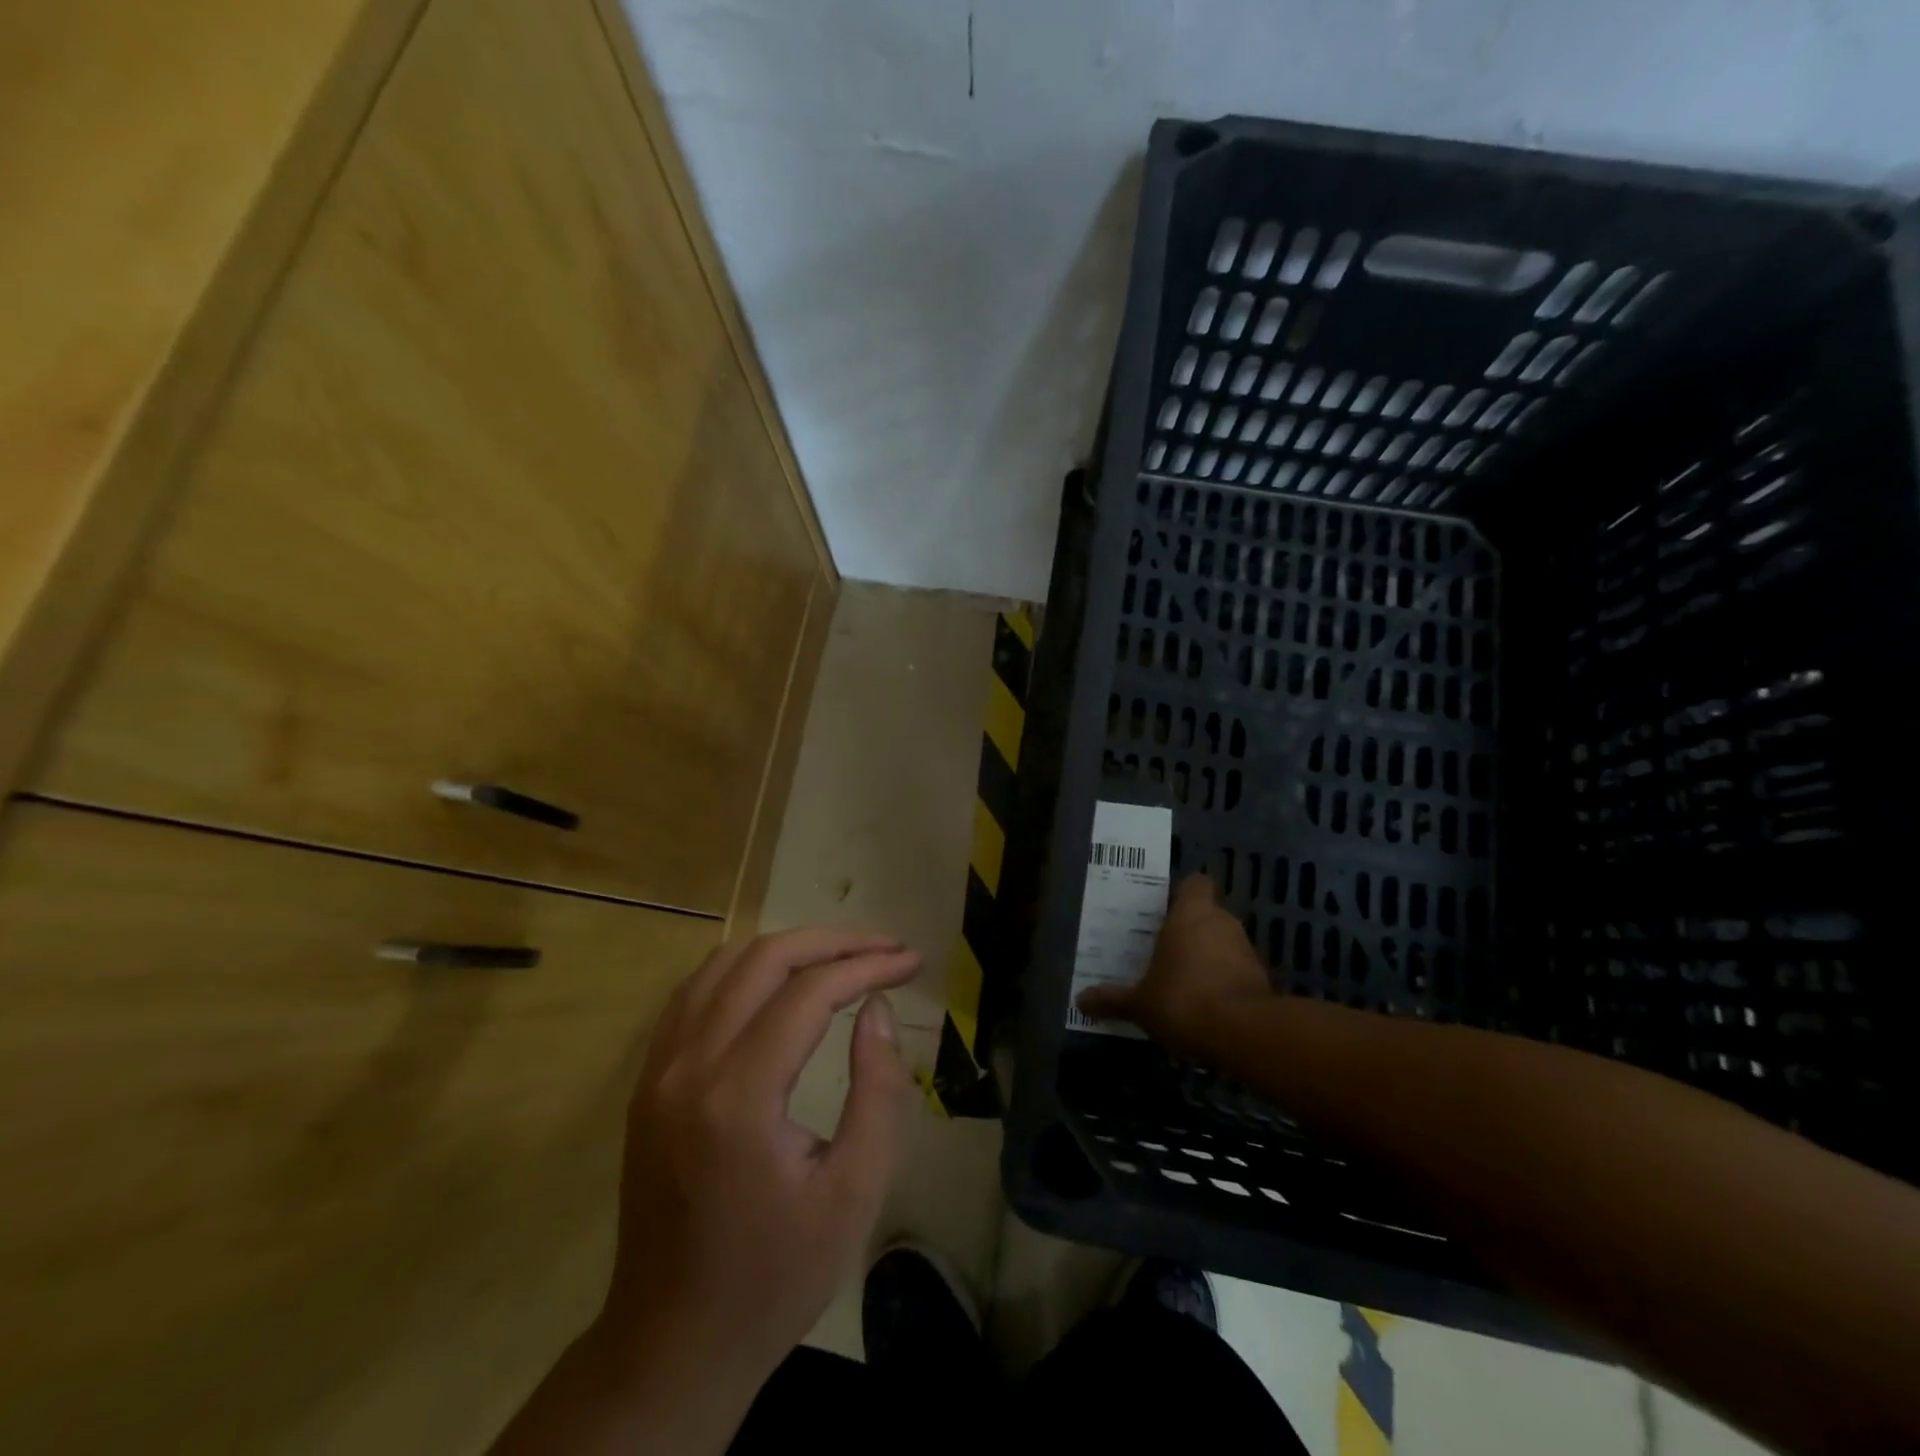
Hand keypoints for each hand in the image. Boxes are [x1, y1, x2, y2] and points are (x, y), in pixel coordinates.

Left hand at [600, 929, 918, 1391]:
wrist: (673, 1342)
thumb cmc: (777, 1275)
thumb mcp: (855, 1192)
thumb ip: (878, 1090)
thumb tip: (877, 1008)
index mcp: (738, 1097)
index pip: (809, 992)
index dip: (866, 966)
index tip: (910, 962)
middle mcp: (688, 1066)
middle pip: (764, 959)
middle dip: (833, 942)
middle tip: (884, 948)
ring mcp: (658, 1069)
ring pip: (724, 963)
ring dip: (788, 948)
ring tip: (841, 957)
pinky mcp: (648, 1080)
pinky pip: (696, 992)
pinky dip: (745, 969)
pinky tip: (779, 981)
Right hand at [1076, 873, 1270, 1054]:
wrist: (1244, 1035)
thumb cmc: (1183, 1000)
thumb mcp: (1139, 1004)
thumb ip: (1112, 1000)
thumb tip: (1080, 1000)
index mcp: (1191, 915)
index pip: (1194, 884)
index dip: (1182, 894)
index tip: (1164, 911)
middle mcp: (1222, 923)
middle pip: (1206, 915)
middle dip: (1188, 931)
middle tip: (1162, 950)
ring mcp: (1247, 951)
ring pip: (1223, 944)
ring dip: (1208, 958)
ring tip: (1182, 981)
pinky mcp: (1262, 981)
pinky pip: (1237, 973)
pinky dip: (1224, 984)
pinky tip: (1205, 1007)